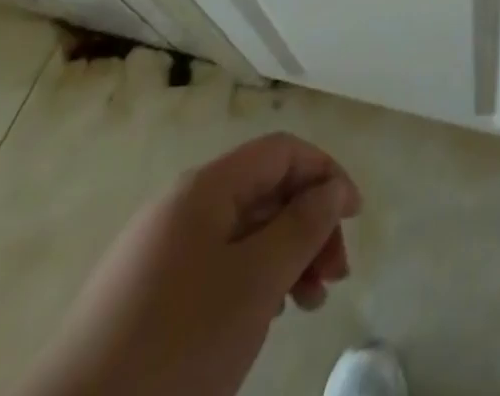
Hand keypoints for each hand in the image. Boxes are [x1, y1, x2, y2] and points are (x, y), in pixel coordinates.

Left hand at [17, 133, 360, 395]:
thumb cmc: (174, 347)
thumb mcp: (255, 282)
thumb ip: (302, 226)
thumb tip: (332, 189)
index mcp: (204, 189)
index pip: (281, 151)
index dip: (325, 173)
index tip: (355, 218)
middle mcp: (180, 207)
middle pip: (263, 191)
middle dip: (308, 225)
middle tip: (334, 278)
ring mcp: (158, 253)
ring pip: (242, 233)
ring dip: (284, 257)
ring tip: (307, 303)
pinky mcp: (143, 298)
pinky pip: (215, 266)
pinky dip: (251, 281)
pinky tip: (262, 318)